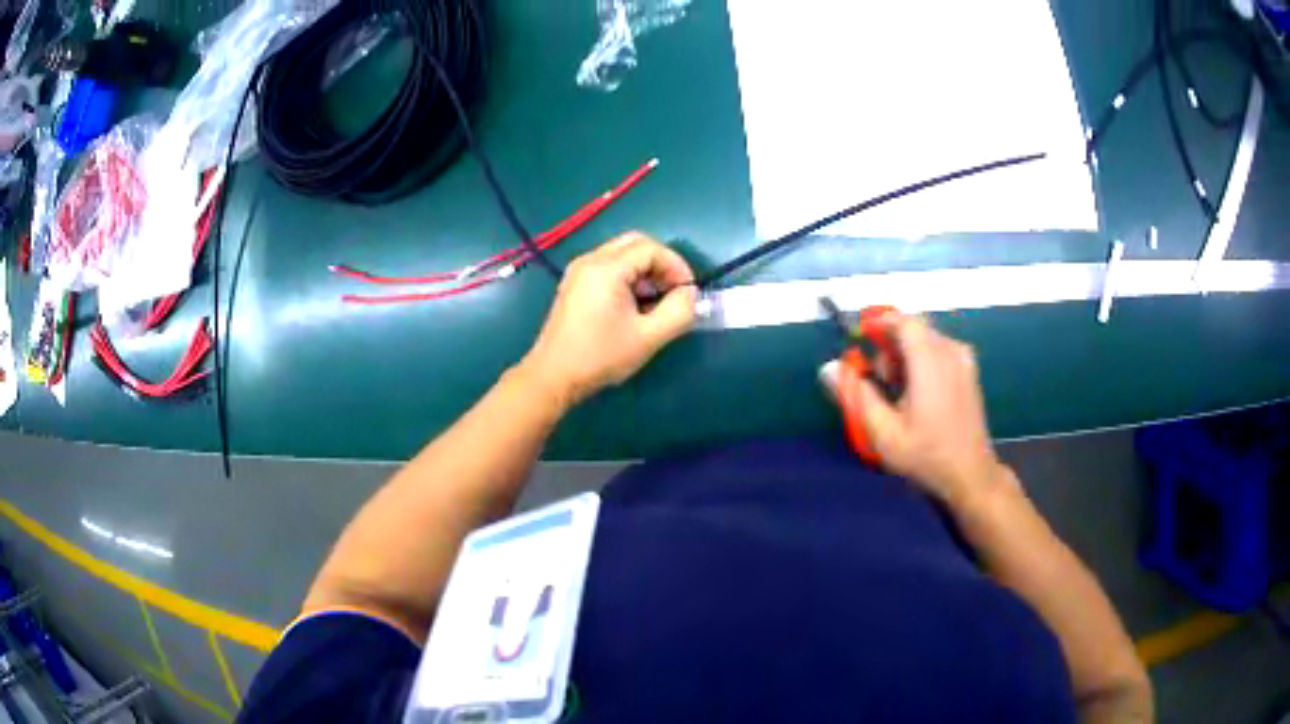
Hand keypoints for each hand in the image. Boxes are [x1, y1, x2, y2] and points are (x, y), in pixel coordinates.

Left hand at [520, 232, 697, 407]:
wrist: (554, 376)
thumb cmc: (601, 356)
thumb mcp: (649, 337)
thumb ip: (679, 312)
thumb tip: (690, 294)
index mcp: (606, 268)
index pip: (651, 248)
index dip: (676, 266)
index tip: (688, 292)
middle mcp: (590, 260)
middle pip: (636, 243)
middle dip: (661, 264)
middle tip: (674, 291)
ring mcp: (579, 271)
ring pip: (622, 254)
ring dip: (645, 271)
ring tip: (656, 303)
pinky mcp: (574, 284)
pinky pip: (608, 266)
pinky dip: (628, 277)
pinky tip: (634, 306)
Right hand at [826, 313, 1013, 508]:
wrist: (970, 474)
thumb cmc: (926, 455)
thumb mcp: (883, 432)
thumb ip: (856, 395)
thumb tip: (829, 368)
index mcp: (930, 362)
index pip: (903, 321)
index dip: (878, 323)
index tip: (860, 341)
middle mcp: (950, 352)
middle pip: (914, 329)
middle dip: (891, 346)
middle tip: (880, 380)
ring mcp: (964, 360)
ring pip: (927, 339)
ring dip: (907, 354)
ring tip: (898, 390)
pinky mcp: (970, 370)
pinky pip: (940, 349)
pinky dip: (923, 360)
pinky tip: (919, 392)